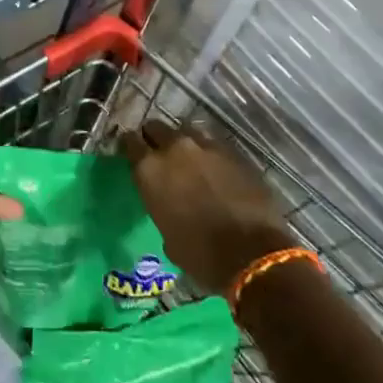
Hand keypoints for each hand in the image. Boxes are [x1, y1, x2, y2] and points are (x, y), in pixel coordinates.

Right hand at [123, 121, 293, 294]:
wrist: (253, 255)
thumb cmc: (201, 255)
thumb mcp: (167, 235)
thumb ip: (161, 205)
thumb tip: (168, 203)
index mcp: (150, 169)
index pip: (129, 142)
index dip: (130, 147)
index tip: (131, 153)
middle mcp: (174, 148)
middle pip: (156, 127)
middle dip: (155, 138)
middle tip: (159, 154)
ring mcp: (205, 146)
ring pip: (186, 131)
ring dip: (183, 143)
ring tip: (188, 159)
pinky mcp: (233, 151)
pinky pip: (213, 144)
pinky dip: (209, 154)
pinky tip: (214, 169)